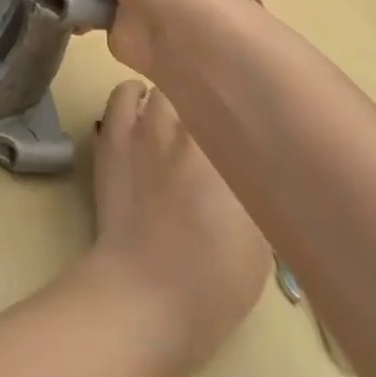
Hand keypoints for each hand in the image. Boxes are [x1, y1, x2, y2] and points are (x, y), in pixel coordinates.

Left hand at [84, 79, 269, 368]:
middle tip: (209, 116)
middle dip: (204, 97)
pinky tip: (139, 112)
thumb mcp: (262, 233)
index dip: (240, 104)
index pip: (238, 102)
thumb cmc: (217, 276)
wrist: (148, 290)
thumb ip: (255, 184)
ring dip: (167, 95)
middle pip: (196, 87)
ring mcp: (144, 127)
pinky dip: (132, 97)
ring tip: (172, 112)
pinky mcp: (112, 136)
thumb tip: (252, 161)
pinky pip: (120, 97)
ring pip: (158, 87)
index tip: (244, 114)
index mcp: (231, 150)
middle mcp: (188, 127)